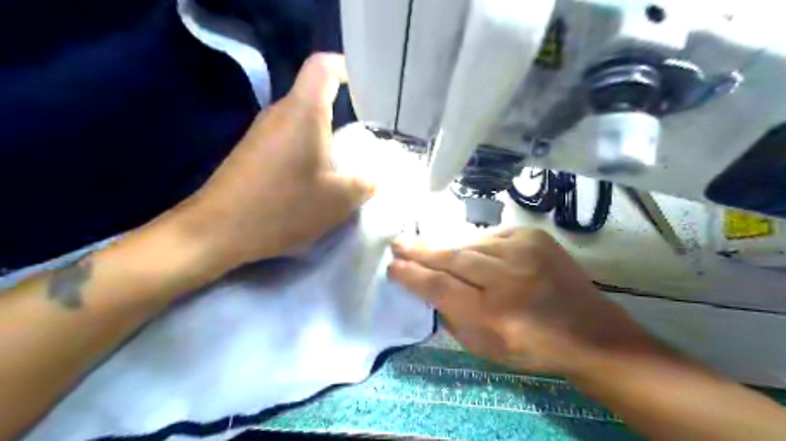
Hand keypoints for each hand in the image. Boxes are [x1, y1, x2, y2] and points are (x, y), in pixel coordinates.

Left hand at [175, 54, 374, 269]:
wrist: (217, 231)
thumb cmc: (281, 207)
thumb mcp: (337, 201)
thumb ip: (363, 185)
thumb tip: (372, 180)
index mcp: (303, 113)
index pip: (324, 67)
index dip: (348, 68)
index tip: (367, 89)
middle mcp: (280, 114)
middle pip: (316, 96)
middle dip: (345, 112)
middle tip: (368, 135)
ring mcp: (263, 133)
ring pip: (303, 121)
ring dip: (327, 137)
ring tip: (346, 163)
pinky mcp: (254, 152)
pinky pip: (290, 140)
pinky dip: (309, 152)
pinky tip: (317, 181)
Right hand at [390, 227, 653, 374]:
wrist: (588, 330)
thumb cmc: (532, 346)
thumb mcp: (485, 346)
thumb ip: (453, 317)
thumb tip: (429, 287)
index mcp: (494, 315)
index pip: (441, 287)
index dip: (412, 276)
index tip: (392, 267)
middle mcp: (508, 278)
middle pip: (452, 258)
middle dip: (420, 251)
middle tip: (397, 243)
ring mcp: (523, 251)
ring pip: (469, 243)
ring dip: (446, 247)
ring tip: (427, 247)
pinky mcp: (533, 236)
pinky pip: (490, 237)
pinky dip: (475, 244)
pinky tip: (470, 252)